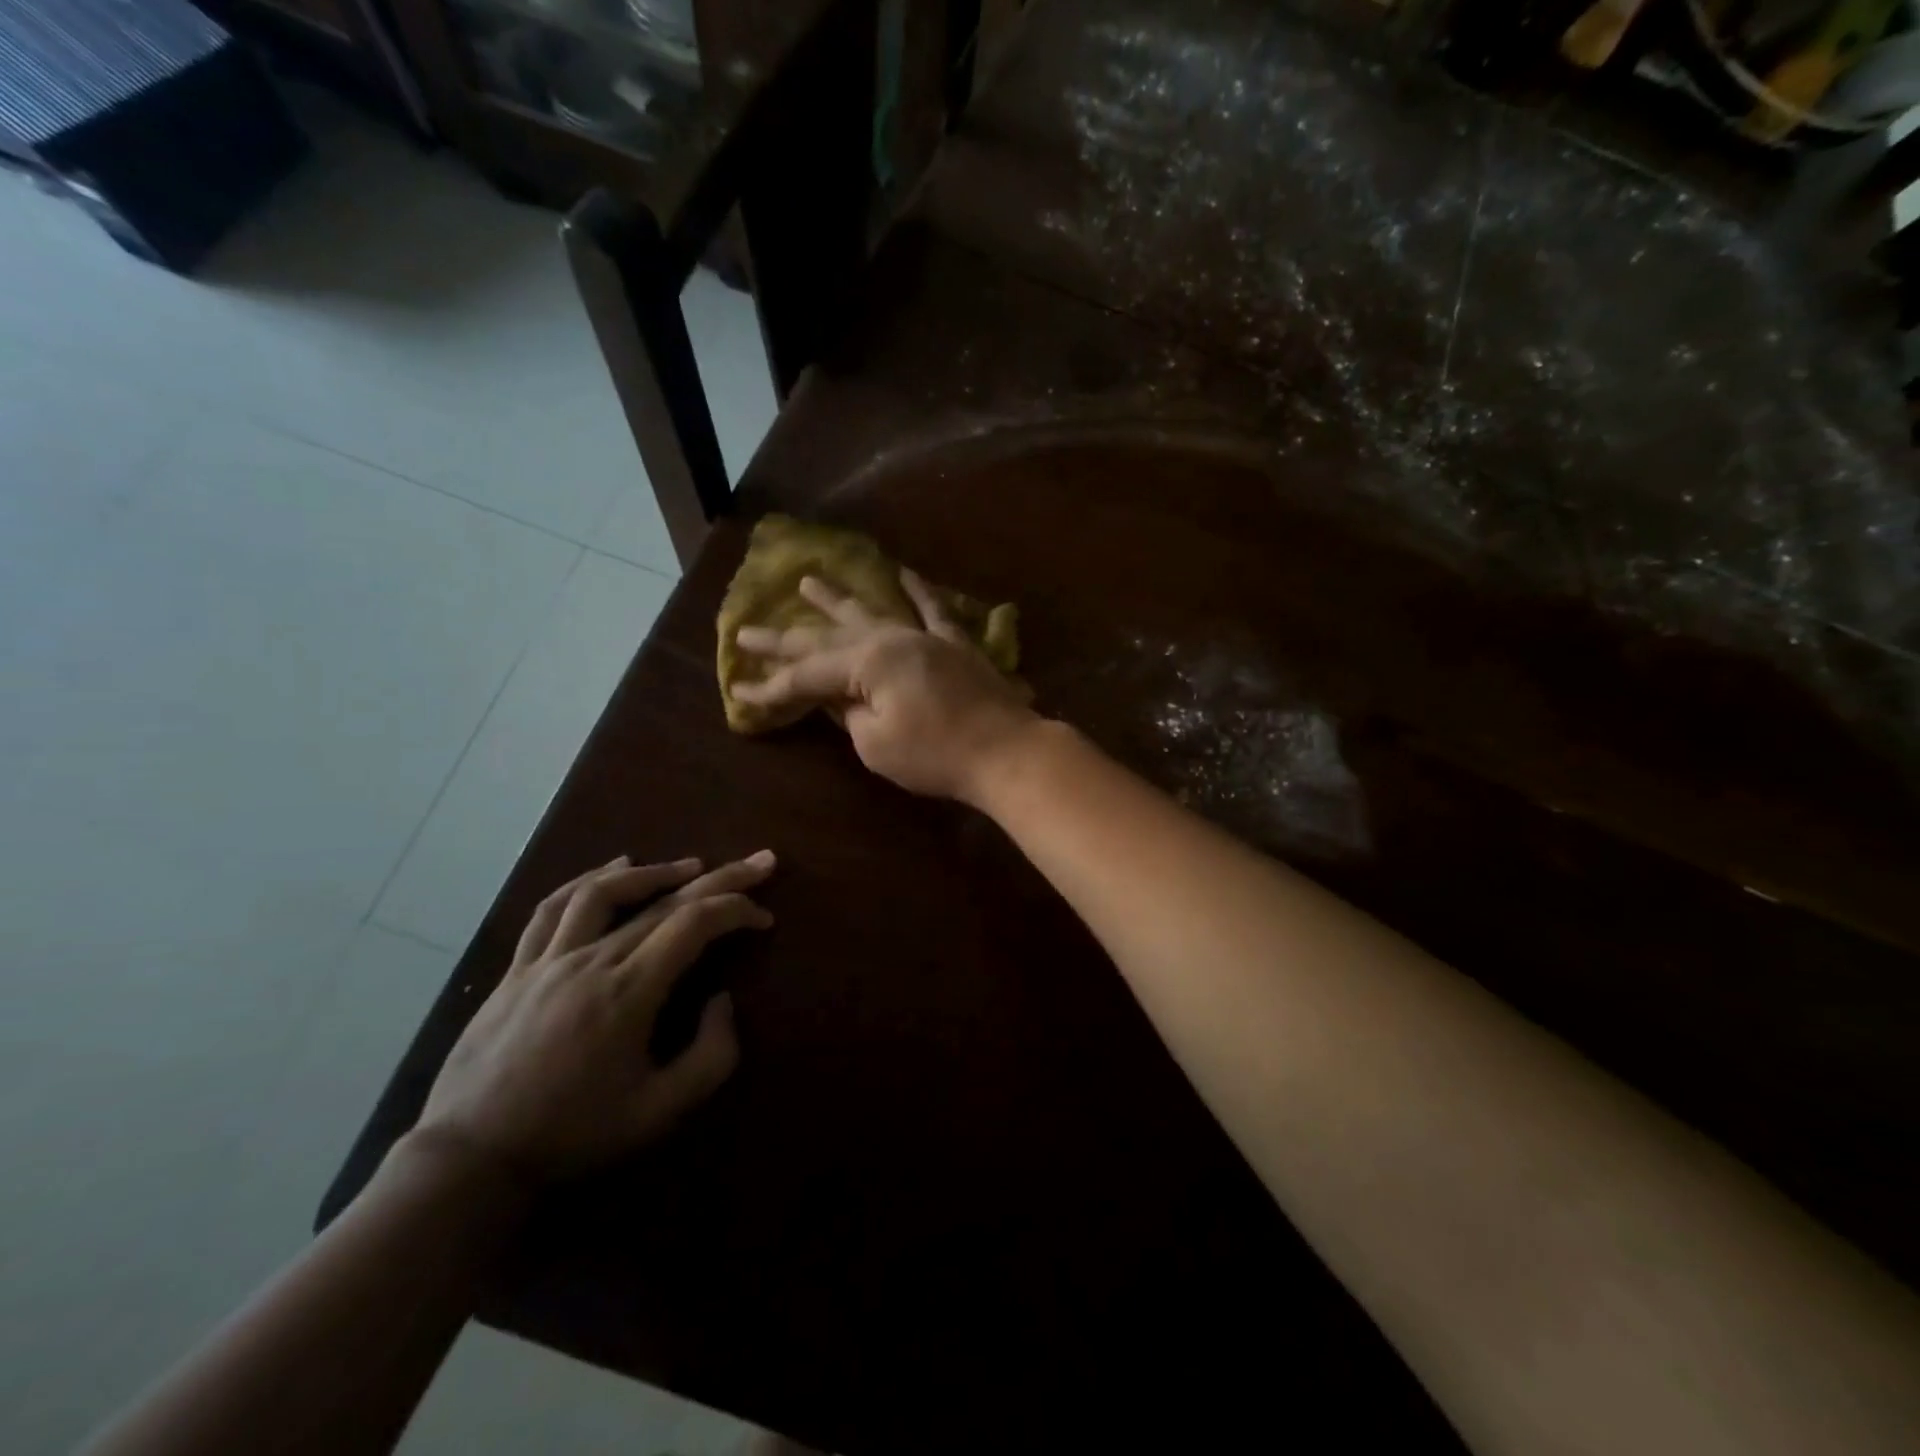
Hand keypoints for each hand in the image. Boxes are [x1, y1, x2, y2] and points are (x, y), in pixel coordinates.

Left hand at [414, 852, 774, 1183]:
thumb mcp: (659, 1112)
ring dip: (655, 872)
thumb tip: (722, 999)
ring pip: (605, 891)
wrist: (470, 1161)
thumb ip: (711, 1055)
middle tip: (759, 861)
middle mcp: (591, 961)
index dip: (737, 909)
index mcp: (629, 993)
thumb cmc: (573, 1136)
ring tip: (691, 865)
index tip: (764, 918)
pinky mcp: (517, 969)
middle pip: (664, 901)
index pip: (694, 924)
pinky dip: (589, 880)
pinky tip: (613, 868)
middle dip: (720, 877)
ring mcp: (548, 960)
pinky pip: (553, 909)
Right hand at [733, 570, 1038, 802]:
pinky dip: (917, 590)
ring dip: (837, 599)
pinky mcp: (954, 644)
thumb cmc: (935, 755)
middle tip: (747, 629)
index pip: (806, 675)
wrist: (1005, 751)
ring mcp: (924, 636)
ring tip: (807, 582)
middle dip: (784, 637)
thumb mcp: (876, 744)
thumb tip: (838, 699)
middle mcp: (890, 638)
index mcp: (866, 662)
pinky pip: (932, 609)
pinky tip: (902, 571)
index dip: (771, 687)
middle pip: (827, 637)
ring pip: (872, 612)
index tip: (738, 692)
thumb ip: (849, 715)